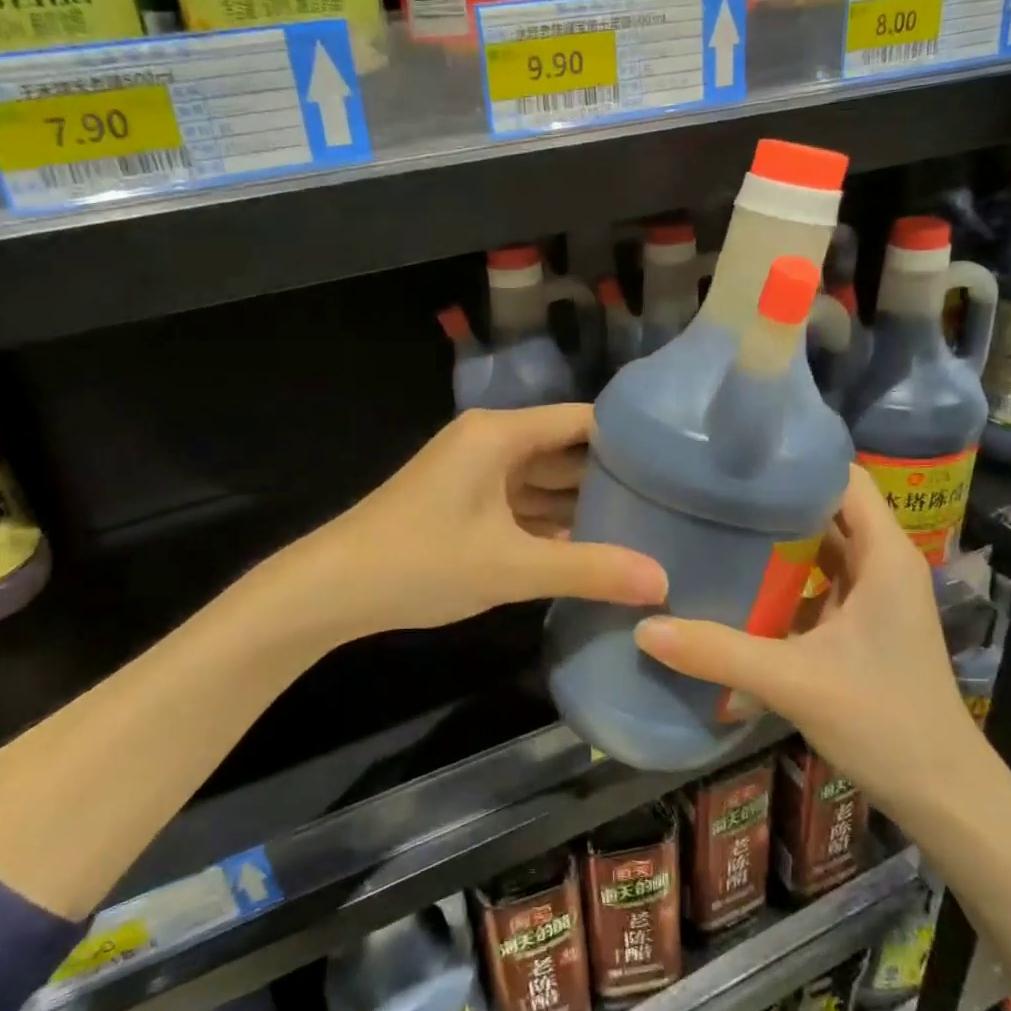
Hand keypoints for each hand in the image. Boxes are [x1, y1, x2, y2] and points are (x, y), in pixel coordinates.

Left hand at [300, 405, 667, 638]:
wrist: (332, 589)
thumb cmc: (421, 562)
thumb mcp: (510, 567)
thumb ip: (589, 571)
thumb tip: (663, 582)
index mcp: (500, 434)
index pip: (581, 421)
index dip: (628, 439)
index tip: (677, 464)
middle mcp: (490, 443)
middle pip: (564, 451)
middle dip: (610, 478)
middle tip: (671, 504)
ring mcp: (474, 474)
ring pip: (542, 482)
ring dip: (581, 505)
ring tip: (643, 527)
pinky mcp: (464, 504)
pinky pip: (520, 505)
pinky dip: (550, 525)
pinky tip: (589, 549)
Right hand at [632, 466, 984, 825]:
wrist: (943, 798)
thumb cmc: (885, 723)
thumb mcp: (794, 682)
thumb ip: (718, 652)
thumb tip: (644, 628)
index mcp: (885, 555)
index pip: (842, 477)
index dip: (795, 458)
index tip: (737, 455)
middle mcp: (883, 564)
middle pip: (826, 507)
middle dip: (773, 496)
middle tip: (709, 487)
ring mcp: (873, 597)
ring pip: (820, 546)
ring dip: (775, 537)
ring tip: (714, 522)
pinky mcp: (860, 626)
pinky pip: (816, 582)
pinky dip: (782, 576)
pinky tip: (737, 581)